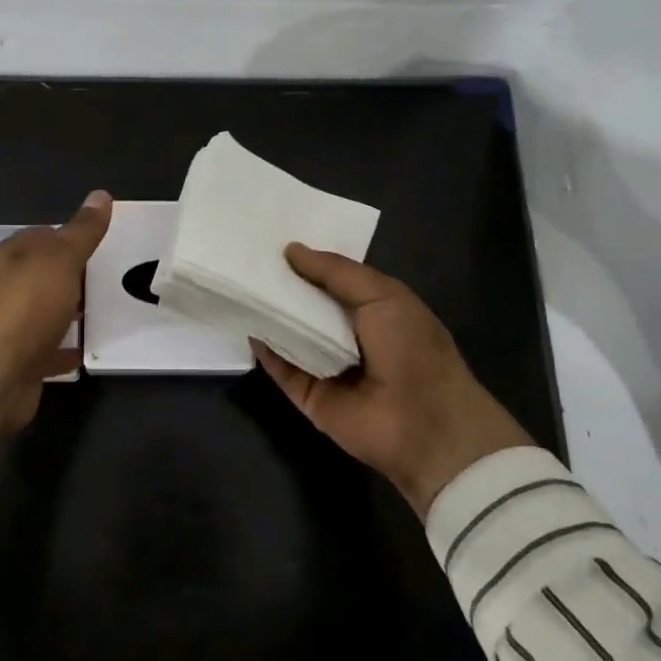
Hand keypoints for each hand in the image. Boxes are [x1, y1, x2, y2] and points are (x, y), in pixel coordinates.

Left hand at [0, 191, 111, 439]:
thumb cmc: (27, 307)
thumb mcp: (62, 259)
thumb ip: (82, 231)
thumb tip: (101, 194)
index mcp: (13, 256)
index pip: (44, 236)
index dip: (72, 237)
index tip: (104, 245)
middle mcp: (7, 286)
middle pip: (46, 275)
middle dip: (75, 276)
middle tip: (114, 280)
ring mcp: (12, 325)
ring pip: (47, 311)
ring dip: (72, 312)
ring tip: (109, 312)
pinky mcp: (19, 358)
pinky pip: (49, 348)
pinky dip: (67, 348)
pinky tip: (91, 349)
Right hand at [253, 244, 532, 516]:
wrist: (424, 425)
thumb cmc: (412, 349)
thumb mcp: (383, 295)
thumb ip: (336, 271)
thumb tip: (291, 250)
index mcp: (374, 308)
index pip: (333, 278)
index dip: (307, 259)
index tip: (273, 236)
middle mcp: (347, 335)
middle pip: (306, 304)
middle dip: (281, 283)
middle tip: (244, 255)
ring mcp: (325, 365)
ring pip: (289, 334)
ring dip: (268, 312)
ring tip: (236, 281)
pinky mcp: (307, 394)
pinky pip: (280, 367)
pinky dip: (263, 348)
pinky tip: (244, 323)